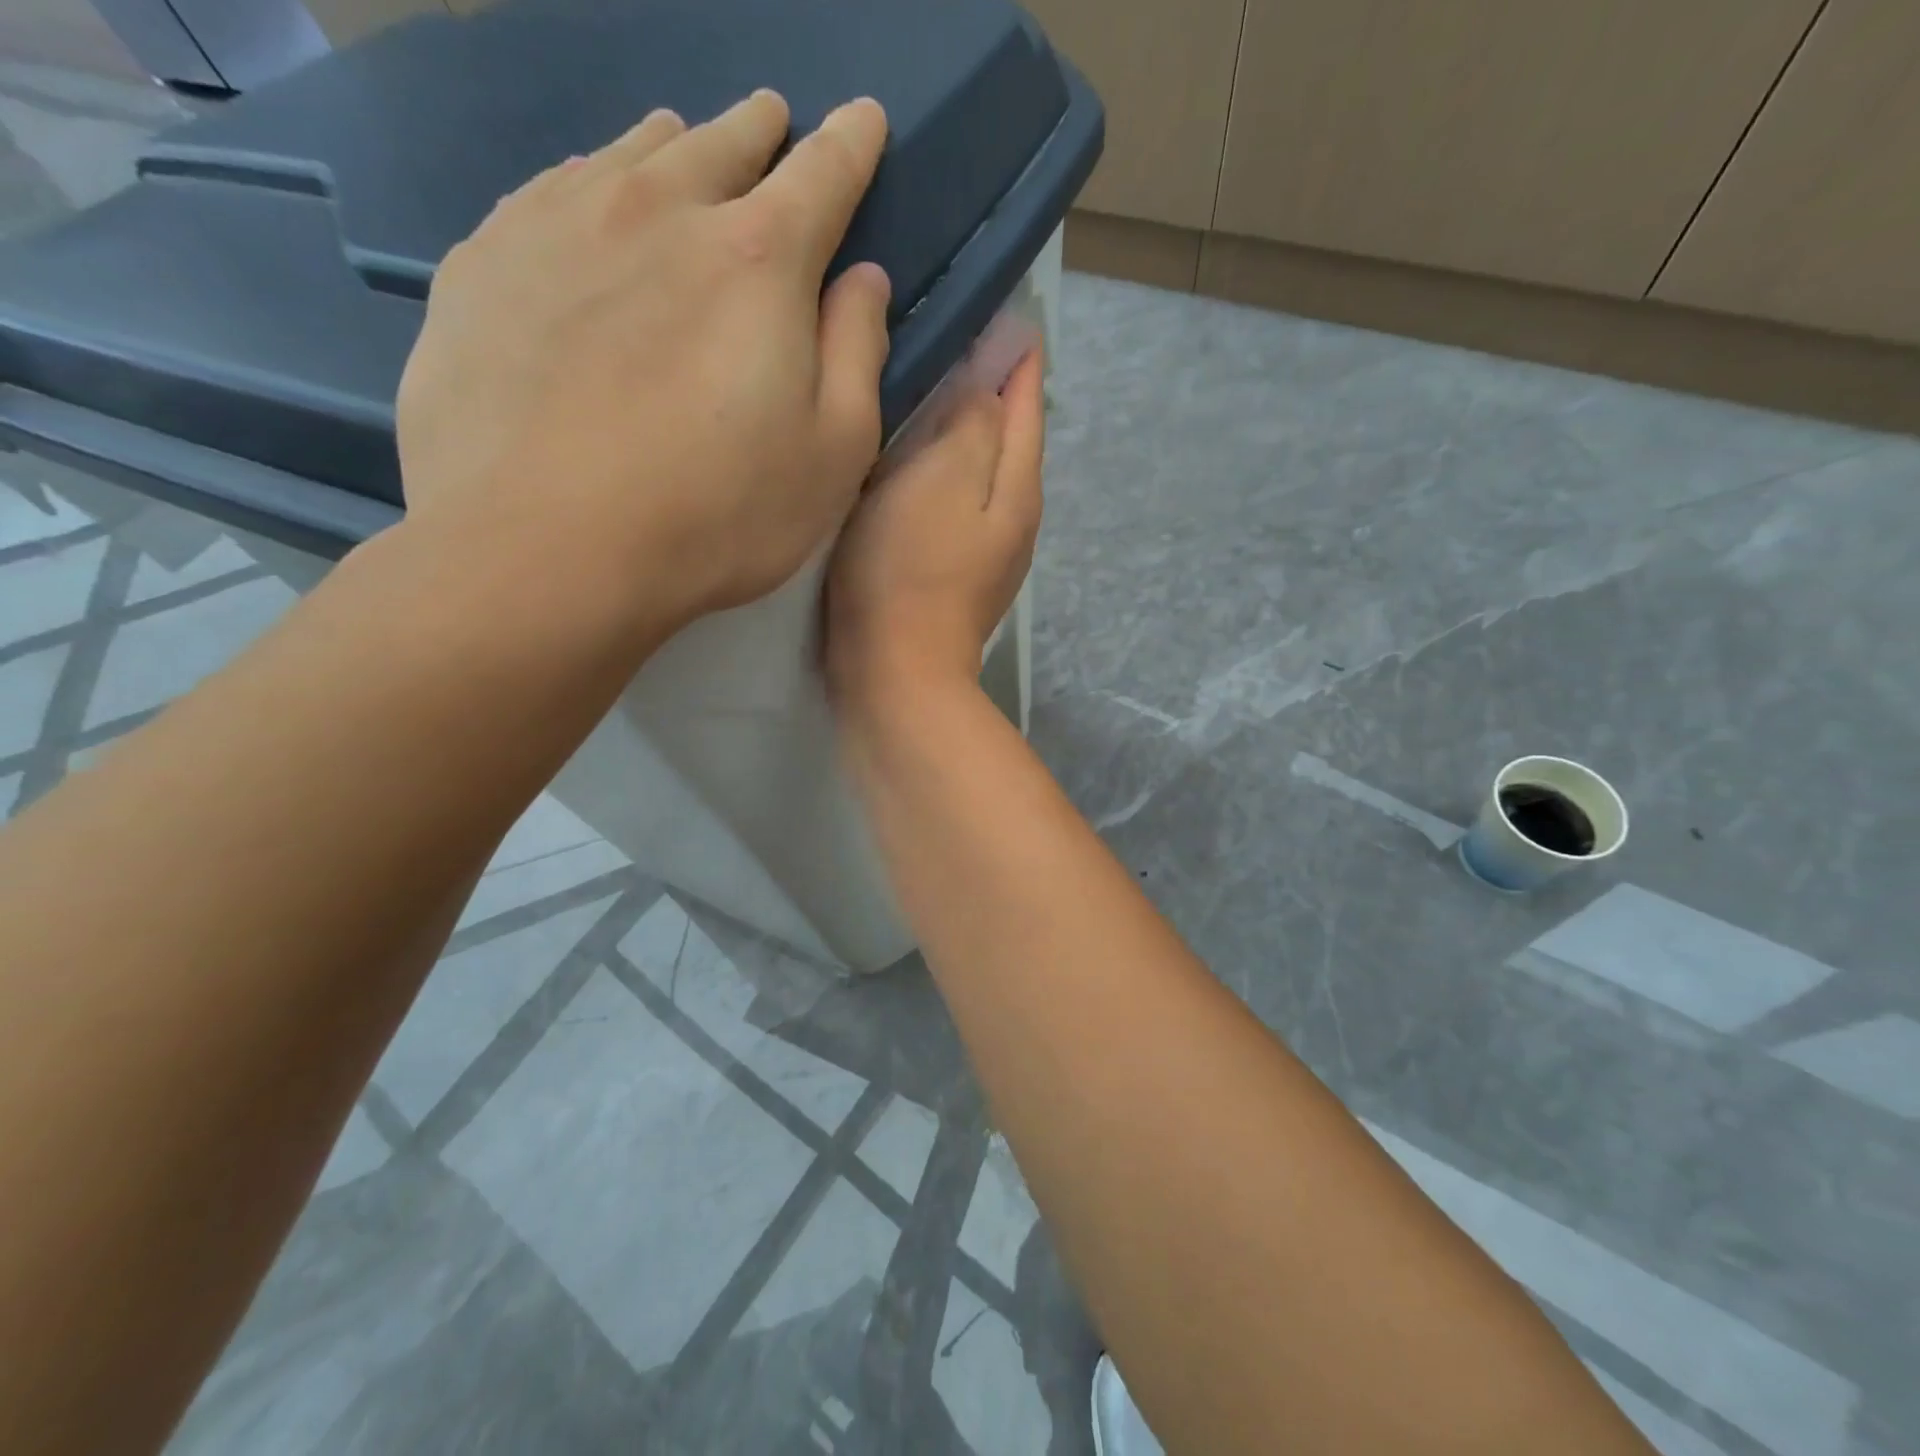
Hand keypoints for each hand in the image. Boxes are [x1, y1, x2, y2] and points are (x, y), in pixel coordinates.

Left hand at [395, 91, 892, 640]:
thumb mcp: (832, 455)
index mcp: (760, 260)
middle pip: (723, 144)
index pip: (823, 176)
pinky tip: (589, 199)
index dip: (852, 146)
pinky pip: (551, 189)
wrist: (542, 548)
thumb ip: (857, 355)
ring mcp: (561, 225)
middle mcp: (662, 211)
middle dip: (761, 130)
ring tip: (685, 143)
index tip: (864, 120)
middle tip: (774, 117)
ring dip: (674, 145)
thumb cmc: (718, 514)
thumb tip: (863, 280)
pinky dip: (589, 181)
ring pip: (632, 153)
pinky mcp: (486, 261)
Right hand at [825, 351, 1044, 706]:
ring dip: (966, 434)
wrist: (895, 671)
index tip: (1003, 308)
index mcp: (1017, 487)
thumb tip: (993, 379)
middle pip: (1010, 440)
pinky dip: (942, 477)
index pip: (1027, 403)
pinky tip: (915, 469)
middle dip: (993, 392)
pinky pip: (954, 507)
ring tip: (933, 394)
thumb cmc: (909, 569)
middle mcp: (1013, 518)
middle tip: (957, 340)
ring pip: (981, 474)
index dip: (1017, 355)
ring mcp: (987, 554)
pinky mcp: (954, 577)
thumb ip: (973, 422)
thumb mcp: (941, 478)